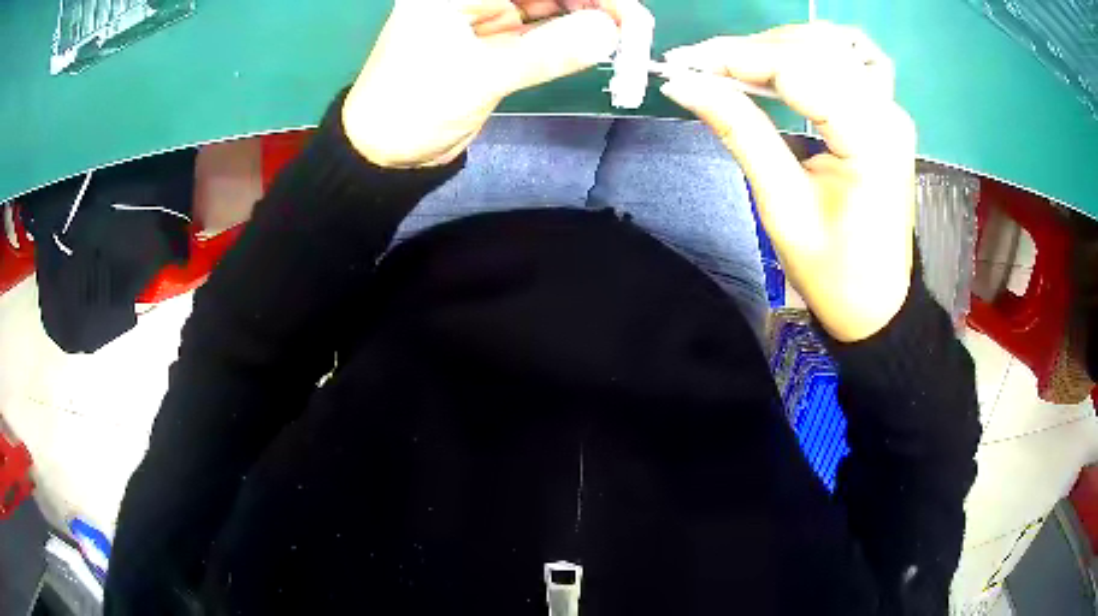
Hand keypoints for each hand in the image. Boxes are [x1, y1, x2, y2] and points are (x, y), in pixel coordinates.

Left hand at [342, 0, 619, 168]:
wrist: (385, 152)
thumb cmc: (414, 107)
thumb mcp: (480, 76)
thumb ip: (547, 51)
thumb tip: (610, 32)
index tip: (624, 12)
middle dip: (594, 2)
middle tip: (636, 27)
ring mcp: (485, 16)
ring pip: (550, 4)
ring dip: (589, 16)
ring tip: (628, 36)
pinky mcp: (496, 41)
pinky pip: (544, 29)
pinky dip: (572, 35)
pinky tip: (600, 41)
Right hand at [660, 23, 916, 341]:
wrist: (877, 305)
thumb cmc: (833, 271)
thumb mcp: (781, 205)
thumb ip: (739, 131)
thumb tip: (685, 84)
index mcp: (870, 140)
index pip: (796, 70)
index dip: (734, 57)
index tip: (682, 63)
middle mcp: (888, 112)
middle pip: (814, 48)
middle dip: (751, 49)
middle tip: (702, 69)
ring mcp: (891, 110)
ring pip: (833, 44)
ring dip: (781, 45)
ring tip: (741, 67)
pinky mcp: (887, 114)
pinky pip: (853, 58)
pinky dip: (817, 50)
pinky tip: (792, 61)